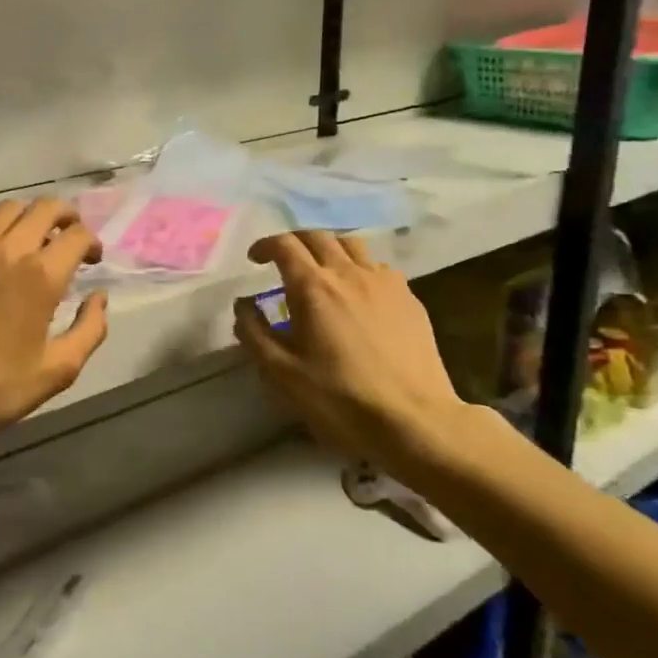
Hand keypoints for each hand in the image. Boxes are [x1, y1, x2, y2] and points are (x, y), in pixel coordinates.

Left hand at [0, 198, 108, 464]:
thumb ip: (90, 329)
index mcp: (40, 275)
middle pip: (46, 208)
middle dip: (66, 218)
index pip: (78, 235)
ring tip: (27, 243)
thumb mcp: (57, 371)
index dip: (92, 243)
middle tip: (66, 238)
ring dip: (27, 220)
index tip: (90, 260)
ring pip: (7, 209)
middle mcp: (6, 247)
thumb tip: (99, 297)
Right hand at [233, 231, 480, 479]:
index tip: (254, 260)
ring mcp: (384, 282)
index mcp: (313, 287)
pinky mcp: (409, 299)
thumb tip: (243, 306)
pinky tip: (358, 293)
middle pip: (318, 236)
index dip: (265, 245)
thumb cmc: (340, 398)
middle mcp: (348, 273)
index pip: (284, 245)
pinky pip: (379, 267)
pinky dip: (359, 268)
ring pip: (352, 245)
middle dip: (295, 242)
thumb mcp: (282, 373)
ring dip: (329, 249)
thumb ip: (254, 333)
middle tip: (283, 261)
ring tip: (322, 270)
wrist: (414, 421)